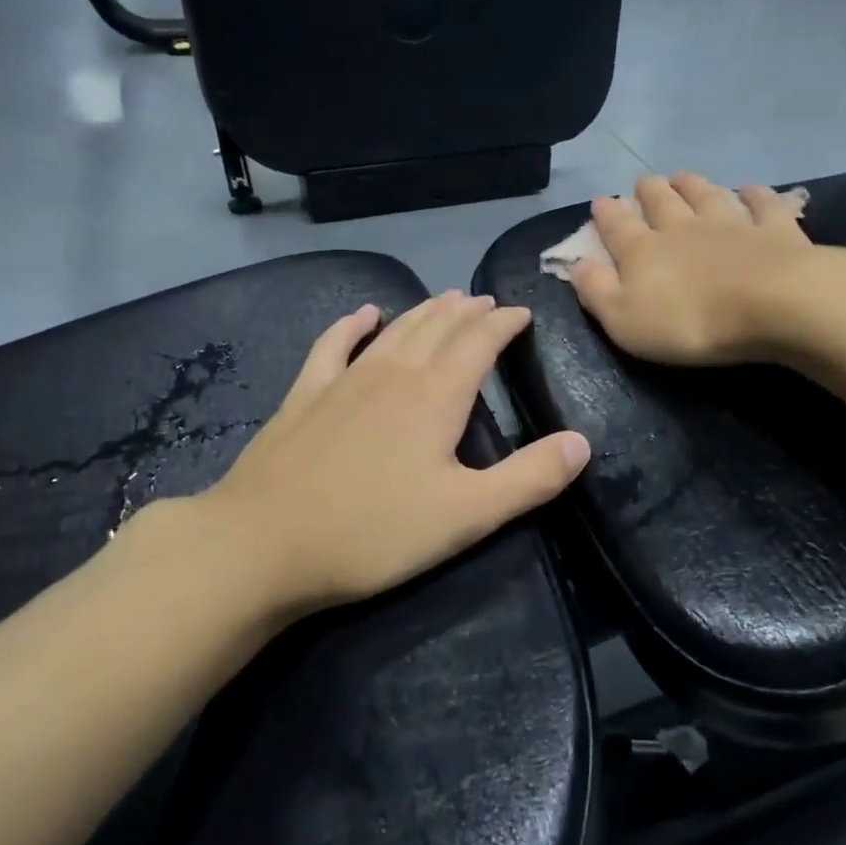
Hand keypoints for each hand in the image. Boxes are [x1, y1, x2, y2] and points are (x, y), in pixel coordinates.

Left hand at [133, 293, 589, 618]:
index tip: (521, 314)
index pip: (480, 342)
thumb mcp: (467, 515)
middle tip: (486, 302)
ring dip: (425, 311)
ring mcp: (345, 379)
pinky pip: (334, 345)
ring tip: (446, 299)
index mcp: (437, 395)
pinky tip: (364, 314)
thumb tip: (582, 442)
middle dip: (468, 312)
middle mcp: (395, 372)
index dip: (504, 324)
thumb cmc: (374, 532)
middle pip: (439, 327)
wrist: (263, 545)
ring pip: (396, 330)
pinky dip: (352, 325)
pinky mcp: (305, 395)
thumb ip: (530, 478)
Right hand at [569, 173, 815, 365]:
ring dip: (693, 184)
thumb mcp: (625, 320)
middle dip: (649, 191)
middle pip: (662, 202)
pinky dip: (755, 195)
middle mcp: (684, 228)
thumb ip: (597, 291)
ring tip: (682, 174)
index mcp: (644, 251)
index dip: (606, 214)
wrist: (770, 305)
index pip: (618, 227)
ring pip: (707, 196)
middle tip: (643, 181)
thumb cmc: (689, 322)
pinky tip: (751, 189)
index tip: (600, 200)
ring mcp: (731, 224)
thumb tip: (576, 264)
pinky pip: (763, 205)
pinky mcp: (775, 230)